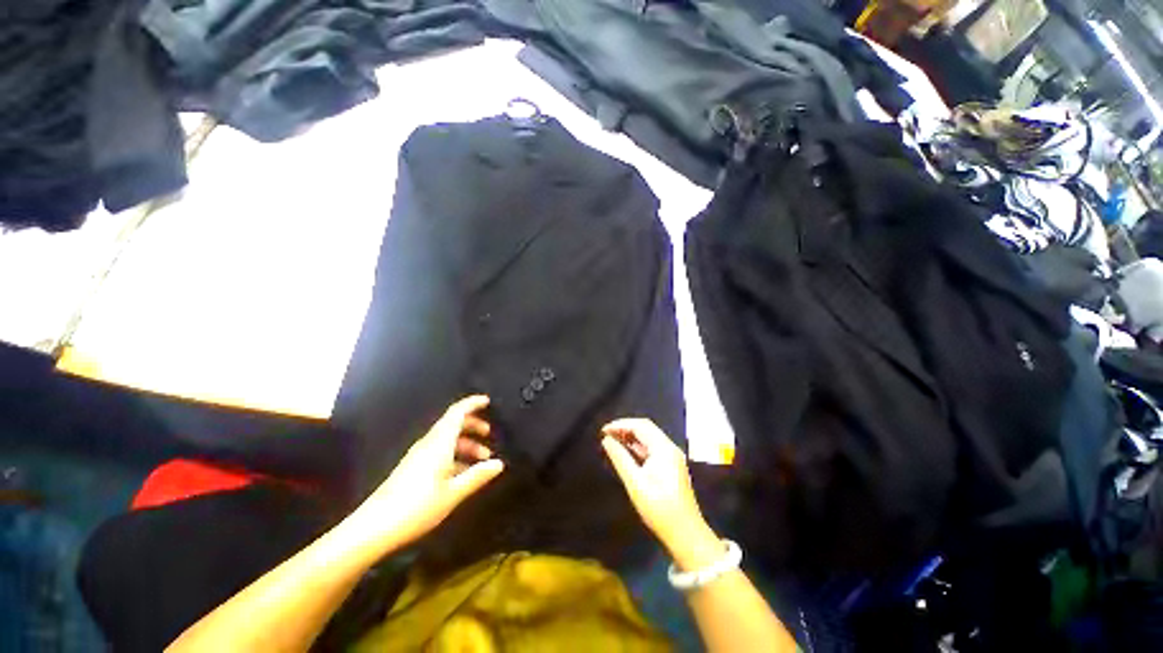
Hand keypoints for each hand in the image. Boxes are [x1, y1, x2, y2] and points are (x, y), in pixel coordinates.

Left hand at [353, 396, 503, 548]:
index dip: (472, 404)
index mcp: (439, 443)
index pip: (457, 413)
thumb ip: (477, 476)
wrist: (374, 528)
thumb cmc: (417, 507)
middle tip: (488, 433)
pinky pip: (438, 452)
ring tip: (481, 459)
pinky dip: (454, 455)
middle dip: (472, 425)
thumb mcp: (453, 493)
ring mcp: (418, 456)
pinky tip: (462, 474)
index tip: (487, 401)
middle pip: (452, 424)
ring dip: (465, 443)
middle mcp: (428, 444)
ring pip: (446, 439)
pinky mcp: (412, 467)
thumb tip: (499, 464)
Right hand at [601, 418, 715, 561]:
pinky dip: (638, 447)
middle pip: (646, 428)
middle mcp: (670, 448)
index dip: (620, 425)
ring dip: (631, 437)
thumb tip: (606, 440)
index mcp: (664, 448)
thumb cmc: (659, 508)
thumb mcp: (635, 483)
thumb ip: (620, 458)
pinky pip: (652, 448)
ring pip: (649, 438)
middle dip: (625, 428)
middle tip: (606, 434)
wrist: (685, 534)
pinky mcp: (671, 466)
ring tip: (612, 441)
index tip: (603, 430)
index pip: (640, 425)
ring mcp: (672, 457)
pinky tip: (626, 452)